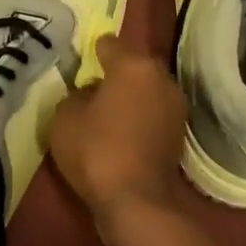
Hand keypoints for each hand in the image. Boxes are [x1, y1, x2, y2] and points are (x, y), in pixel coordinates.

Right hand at [49, 33, 185, 231]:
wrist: (136, 201)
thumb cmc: (96, 150)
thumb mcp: (65, 117)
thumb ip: (76, 96)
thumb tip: (90, 95)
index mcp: (134, 65)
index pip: (110, 44)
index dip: (93, 53)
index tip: (81, 65)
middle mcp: (161, 78)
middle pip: (133, 66)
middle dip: (116, 75)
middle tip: (93, 90)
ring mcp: (176, 107)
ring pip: (146, 91)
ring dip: (131, 98)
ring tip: (107, 115)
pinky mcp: (180, 134)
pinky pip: (153, 115)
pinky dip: (140, 119)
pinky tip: (122, 134)